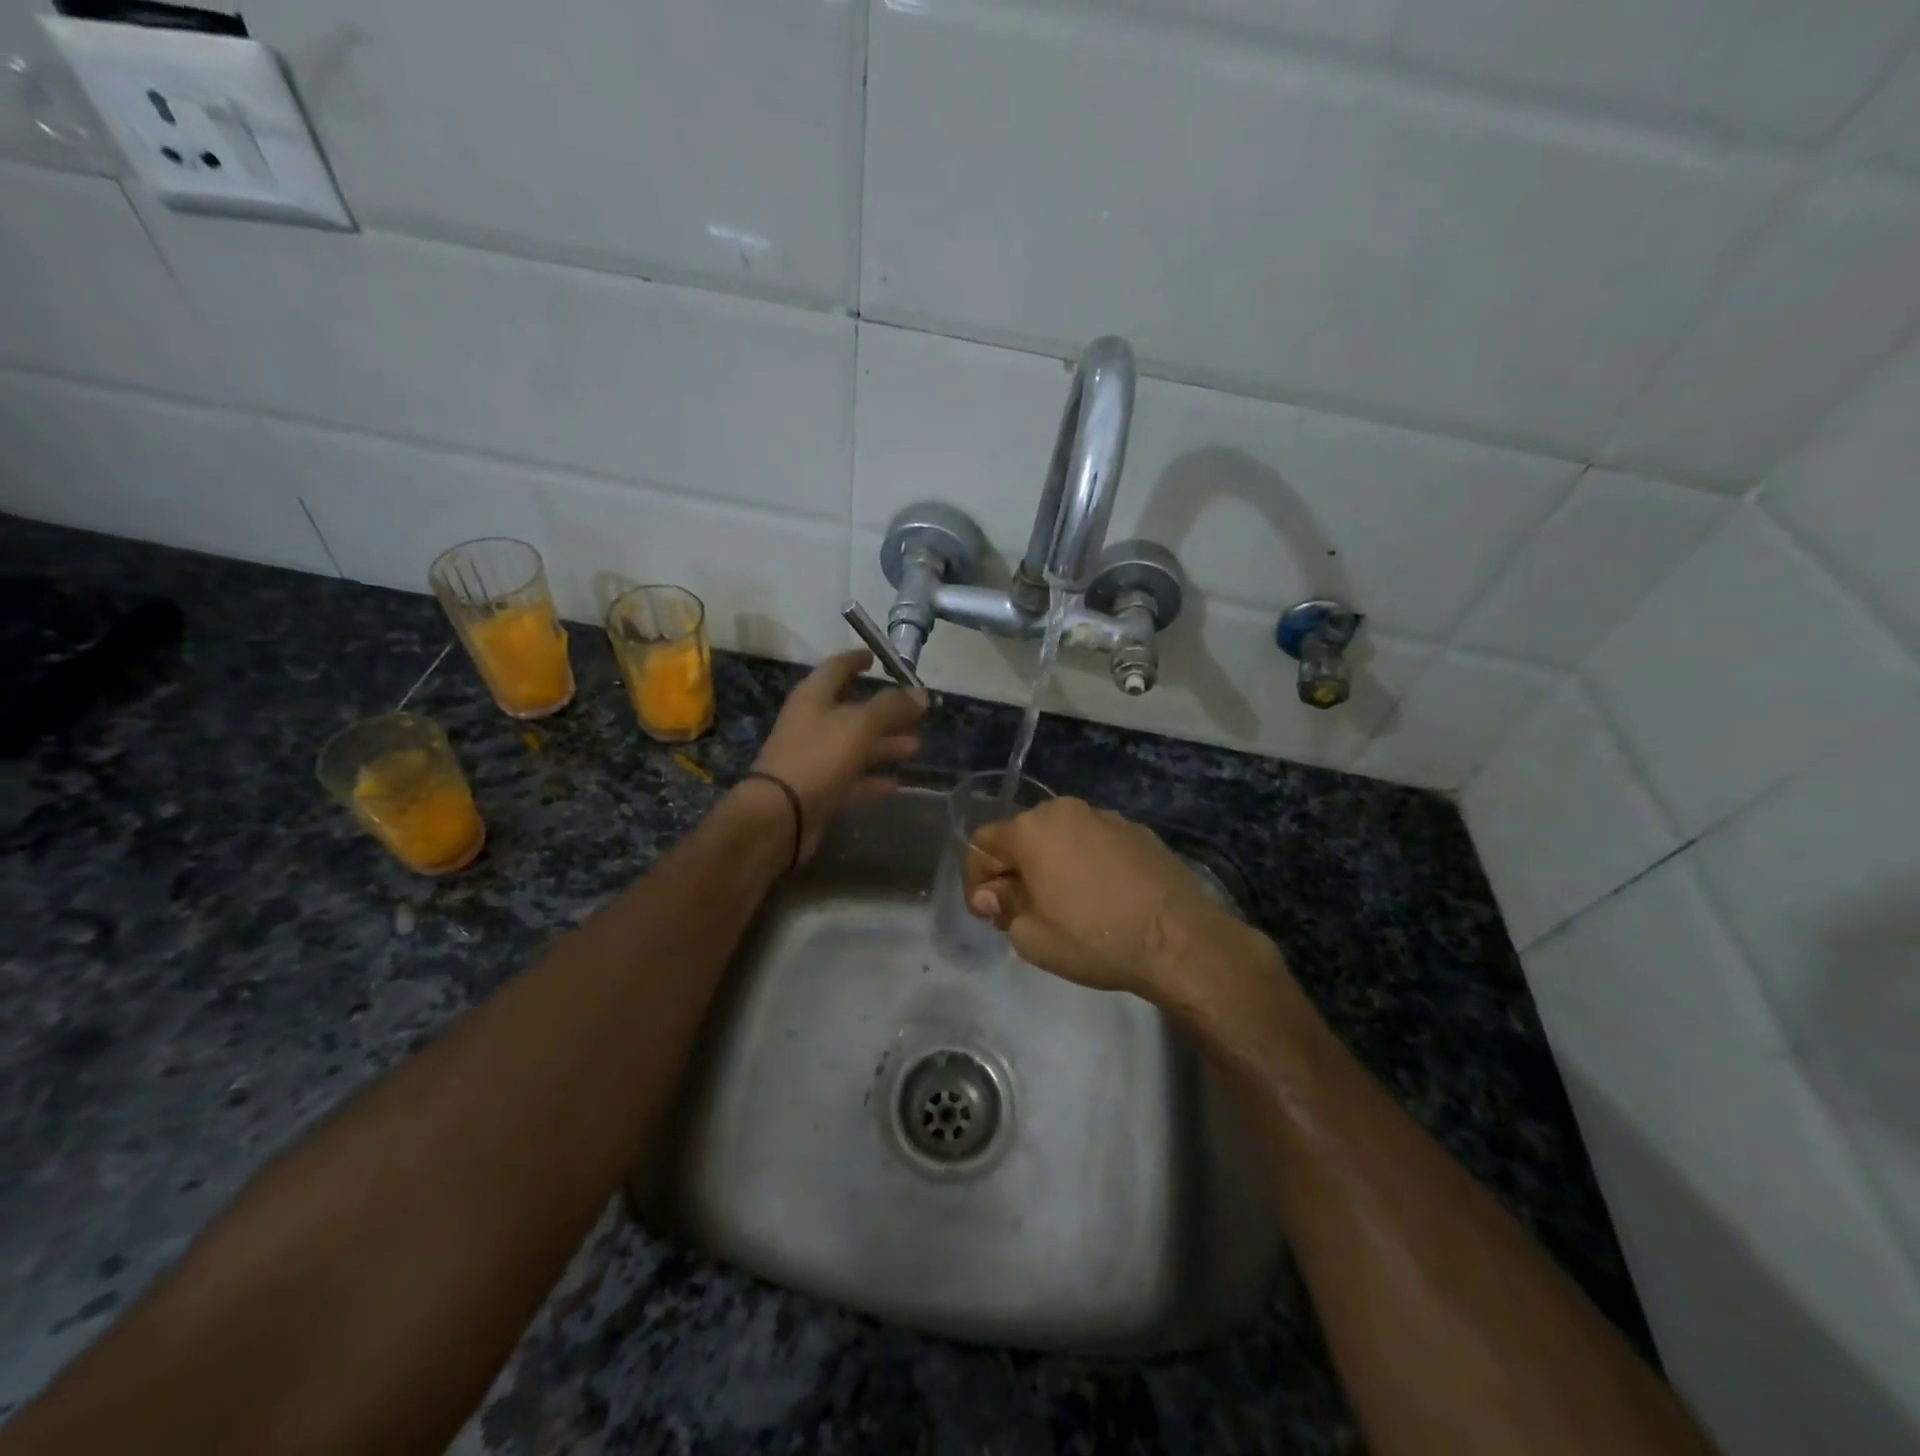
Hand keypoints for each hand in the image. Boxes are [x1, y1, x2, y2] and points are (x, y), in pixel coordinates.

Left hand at [749, 650, 926, 862]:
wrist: (780, 815)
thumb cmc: (818, 757)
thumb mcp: (859, 725)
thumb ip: (891, 707)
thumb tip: (922, 693)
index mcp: (813, 697)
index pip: (836, 668)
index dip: (856, 660)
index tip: (876, 657)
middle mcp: (812, 723)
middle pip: (852, 710)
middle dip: (884, 711)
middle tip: (915, 712)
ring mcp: (815, 758)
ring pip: (855, 745)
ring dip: (885, 745)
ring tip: (916, 746)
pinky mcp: (820, 789)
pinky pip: (852, 778)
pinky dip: (873, 779)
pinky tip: (897, 783)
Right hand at [964, 797, 1256, 999]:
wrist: (1180, 940)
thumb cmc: (1095, 939)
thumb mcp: (1032, 937)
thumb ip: (1003, 907)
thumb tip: (993, 894)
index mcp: (1032, 829)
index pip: (982, 844)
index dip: (976, 880)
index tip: (988, 914)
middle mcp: (1065, 811)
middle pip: (1022, 836)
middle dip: (1014, 871)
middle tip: (1022, 912)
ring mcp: (1106, 817)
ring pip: (1060, 837)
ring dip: (1050, 865)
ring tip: (1065, 905)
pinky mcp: (1137, 831)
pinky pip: (1094, 843)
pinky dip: (1085, 863)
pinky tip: (1102, 897)